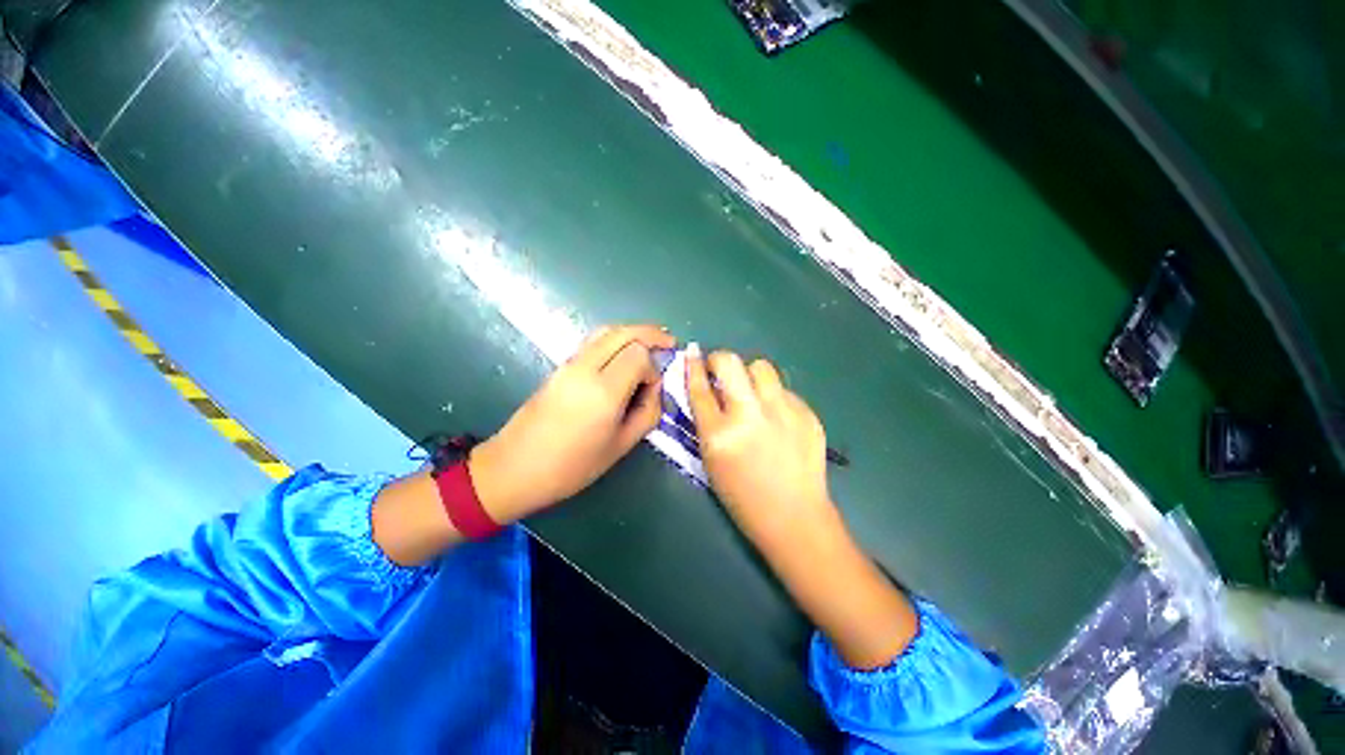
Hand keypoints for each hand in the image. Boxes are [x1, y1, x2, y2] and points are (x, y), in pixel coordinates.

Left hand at [468, 324, 674, 523]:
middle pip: (623, 332)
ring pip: (606, 331)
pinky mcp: (560, 367)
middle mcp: (585, 368)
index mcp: (603, 391)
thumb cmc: (572, 466)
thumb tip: (655, 387)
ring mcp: (569, 364)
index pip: (638, 354)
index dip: (653, 366)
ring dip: (631, 332)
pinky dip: (614, 340)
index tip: (652, 388)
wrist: (515, 467)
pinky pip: (593, 342)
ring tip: (650, 343)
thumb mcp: (621, 446)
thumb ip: (648, 412)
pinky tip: (623, 354)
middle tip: (669, 342)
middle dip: (649, 333)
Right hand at [685, 346, 837, 550]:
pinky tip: (777, 418)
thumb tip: (708, 386)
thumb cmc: (743, 496)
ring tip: (752, 392)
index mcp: (720, 435)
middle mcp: (750, 416)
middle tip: (720, 370)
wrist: (795, 517)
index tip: (693, 352)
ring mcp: (782, 412)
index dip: (693, 366)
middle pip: (729, 362)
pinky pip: (783, 390)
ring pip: (761, 367)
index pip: (699, 388)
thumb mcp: (712, 460)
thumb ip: (707, 421)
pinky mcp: (807, 414)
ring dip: (750, 375)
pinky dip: (774, 397)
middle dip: (720, 360)